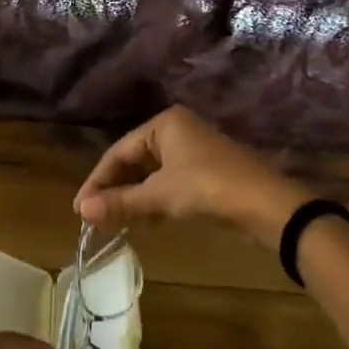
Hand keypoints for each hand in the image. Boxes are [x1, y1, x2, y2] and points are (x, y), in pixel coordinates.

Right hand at [73, 106, 312, 244]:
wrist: (268, 206)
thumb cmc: (208, 188)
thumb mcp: (160, 195)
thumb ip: (120, 202)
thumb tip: (81, 211)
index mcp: (164, 124)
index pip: (119, 151)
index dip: (97, 181)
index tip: (80, 209)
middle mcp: (178, 131)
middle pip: (135, 161)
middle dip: (115, 190)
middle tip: (95, 218)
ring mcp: (194, 152)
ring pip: (152, 175)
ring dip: (133, 199)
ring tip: (116, 224)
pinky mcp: (207, 174)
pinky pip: (169, 184)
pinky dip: (154, 202)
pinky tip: (147, 223)